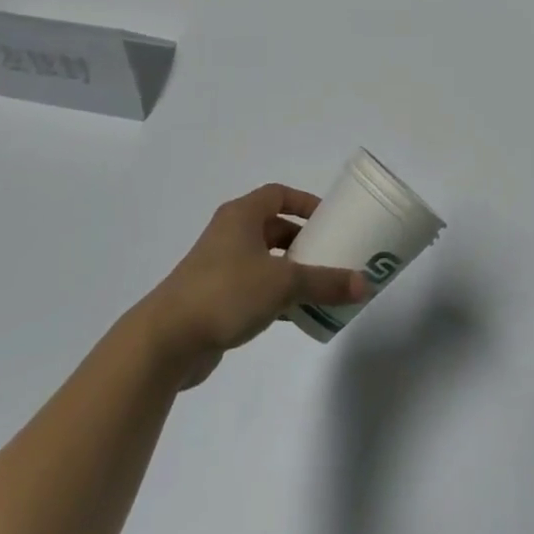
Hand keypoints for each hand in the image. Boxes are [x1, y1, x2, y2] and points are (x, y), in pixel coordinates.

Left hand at [138, 184, 367, 387]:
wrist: (167, 339)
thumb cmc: (225, 293)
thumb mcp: (283, 284)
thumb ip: (325, 282)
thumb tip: (366, 283)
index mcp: (242, 216)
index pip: (278, 194)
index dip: (305, 202)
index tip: (330, 220)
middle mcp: (229, 234)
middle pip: (273, 227)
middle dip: (303, 240)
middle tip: (332, 255)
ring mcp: (219, 266)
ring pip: (265, 259)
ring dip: (291, 270)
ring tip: (321, 286)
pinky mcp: (215, 297)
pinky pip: (254, 286)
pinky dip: (276, 295)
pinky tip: (296, 315)